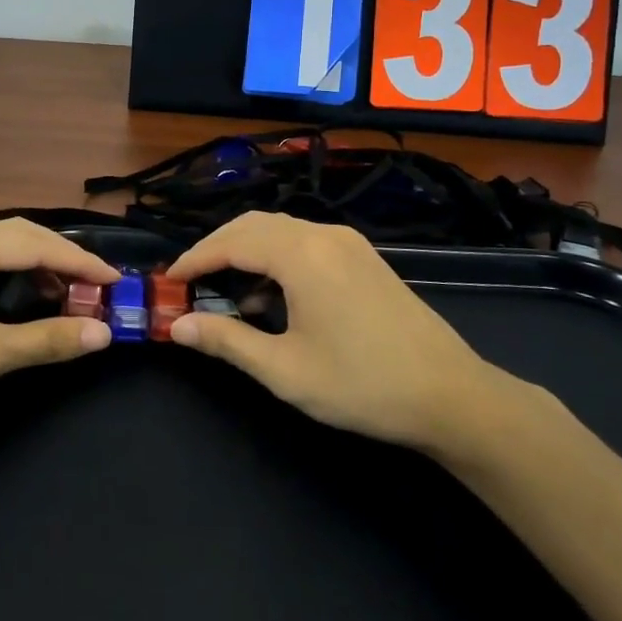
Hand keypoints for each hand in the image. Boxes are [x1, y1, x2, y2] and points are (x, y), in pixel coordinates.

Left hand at [0, 219, 119, 441]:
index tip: (116, 280)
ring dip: (31, 266)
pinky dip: (5, 277)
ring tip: (62, 293)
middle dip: (58, 257)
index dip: (80, 262)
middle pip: (16, 236)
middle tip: (94, 283)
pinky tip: (15, 301)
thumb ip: (47, 340)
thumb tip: (102, 333)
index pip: (36, 244)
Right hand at [167, 213, 522, 462]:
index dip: (195, 259)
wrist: (452, 396)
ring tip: (224, 290)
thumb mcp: (285, 370)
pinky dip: (275, 255)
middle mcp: (323, 235)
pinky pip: (304, 240)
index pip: (232, 242)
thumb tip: (178, 327)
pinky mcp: (363, 256)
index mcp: (302, 255)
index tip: (169, 281)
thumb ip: (227, 342)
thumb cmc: (363, 385)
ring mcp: (348, 242)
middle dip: (216, 247)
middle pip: (253, 225)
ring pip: (280, 229)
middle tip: (190, 281)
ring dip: (245, 250)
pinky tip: (271, 293)